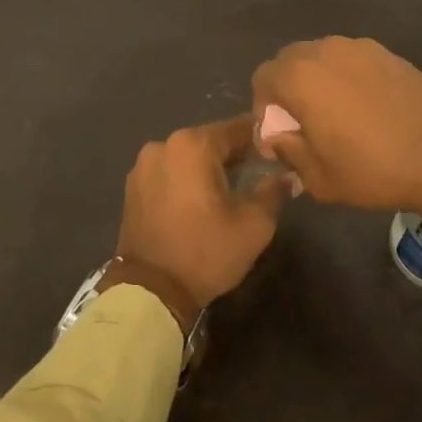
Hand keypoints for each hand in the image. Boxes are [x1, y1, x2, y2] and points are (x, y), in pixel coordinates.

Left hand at [116, 116, 290, 310]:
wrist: (150, 293)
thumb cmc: (206, 252)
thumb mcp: (254, 225)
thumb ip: (274, 192)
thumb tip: (288, 176)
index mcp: (193, 145)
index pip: (238, 128)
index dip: (262, 139)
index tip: (278, 154)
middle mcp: (164, 145)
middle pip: (211, 140)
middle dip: (235, 154)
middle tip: (258, 173)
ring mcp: (143, 165)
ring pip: (188, 156)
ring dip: (209, 167)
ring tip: (229, 190)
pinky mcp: (133, 186)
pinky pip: (170, 172)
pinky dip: (186, 179)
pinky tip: (200, 200)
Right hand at [251, 37, 421, 243]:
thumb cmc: (374, 170)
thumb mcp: (318, 177)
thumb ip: (287, 150)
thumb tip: (279, 136)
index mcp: (301, 76)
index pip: (262, 78)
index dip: (264, 109)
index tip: (280, 138)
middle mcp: (326, 50)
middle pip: (290, 60)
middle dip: (288, 90)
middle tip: (304, 126)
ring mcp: (361, 47)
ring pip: (323, 57)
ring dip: (318, 82)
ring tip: (337, 117)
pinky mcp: (389, 54)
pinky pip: (353, 60)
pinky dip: (348, 78)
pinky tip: (367, 110)